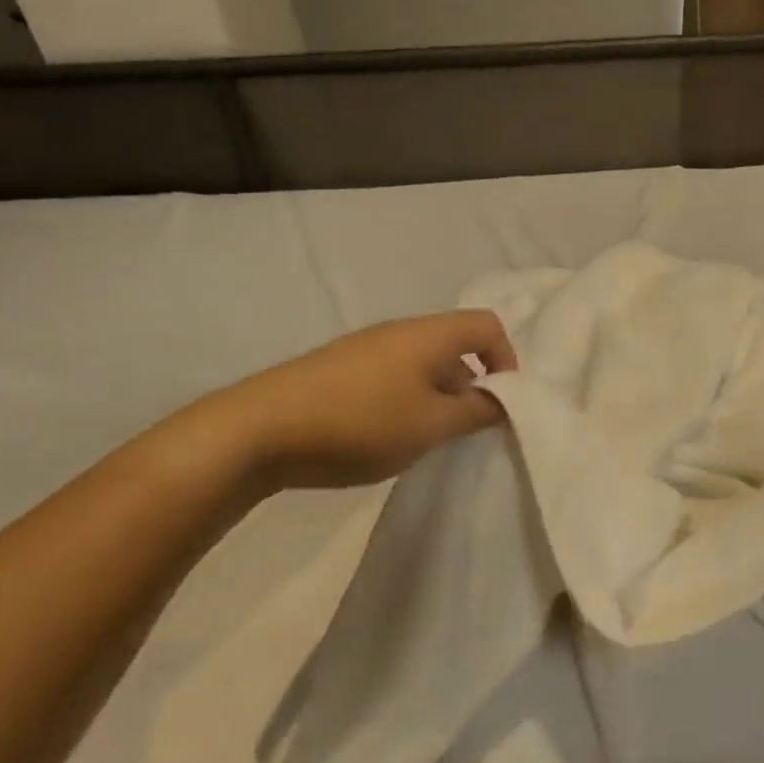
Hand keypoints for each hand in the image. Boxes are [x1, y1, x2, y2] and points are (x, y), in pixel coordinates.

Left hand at [209, 310, 518, 490]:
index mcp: (427, 335)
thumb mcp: (431, 425)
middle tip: (467, 428)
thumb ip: (476, 411)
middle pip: (455, 344)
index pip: (487, 325)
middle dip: (472, 384)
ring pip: (423, 364)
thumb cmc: (359, 423)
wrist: (257, 431)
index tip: (501, 403)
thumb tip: (501, 400)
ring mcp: (365, 349)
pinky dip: (408, 400)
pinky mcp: (339, 371)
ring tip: (428, 438)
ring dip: (439, 396)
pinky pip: (393, 376)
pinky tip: (388, 436)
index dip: (507, 359)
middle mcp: (399, 332)